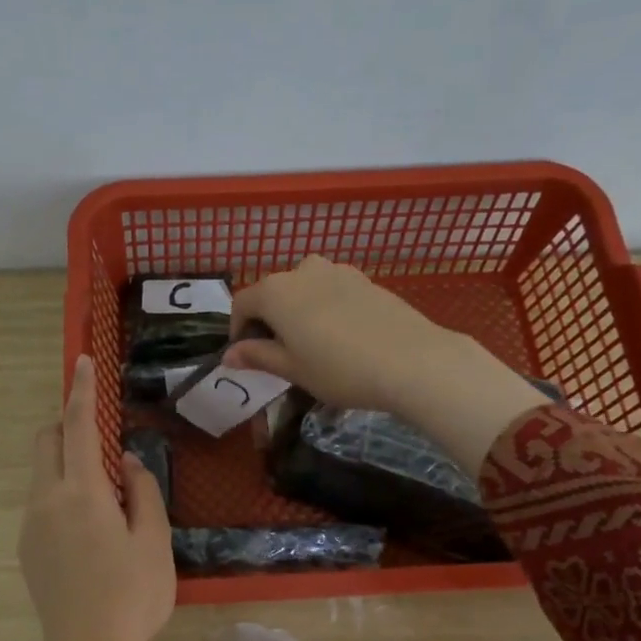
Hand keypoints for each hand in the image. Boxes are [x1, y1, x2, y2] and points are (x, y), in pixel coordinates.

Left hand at [17, 355, 175, 640]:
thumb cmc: (132, 596)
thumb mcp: (153, 541)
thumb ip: (142, 491)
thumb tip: (127, 461)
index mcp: (82, 493)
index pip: (78, 427)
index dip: (82, 392)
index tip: (83, 364)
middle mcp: (47, 500)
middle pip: (46, 442)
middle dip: (67, 426)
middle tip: (102, 444)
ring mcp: (31, 525)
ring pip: (42, 473)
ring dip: (67, 466)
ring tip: (107, 503)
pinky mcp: (27, 548)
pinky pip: (42, 502)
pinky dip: (62, 494)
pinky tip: (90, 533)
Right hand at [223, 256, 551, 470]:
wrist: (411, 360)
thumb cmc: (339, 369)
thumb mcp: (292, 369)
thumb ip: (257, 356)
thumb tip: (229, 355)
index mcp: (276, 291)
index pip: (242, 303)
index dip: (237, 330)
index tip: (246, 356)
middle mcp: (302, 270)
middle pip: (273, 293)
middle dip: (269, 320)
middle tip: (279, 355)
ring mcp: (338, 271)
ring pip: (304, 290)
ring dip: (298, 312)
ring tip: (312, 345)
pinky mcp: (365, 279)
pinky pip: (331, 291)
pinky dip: (324, 309)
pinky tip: (341, 338)